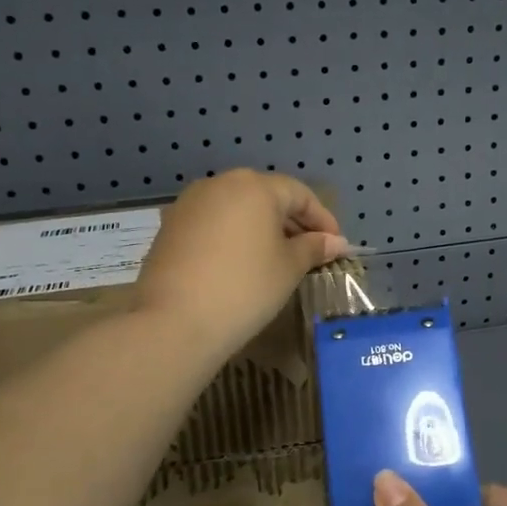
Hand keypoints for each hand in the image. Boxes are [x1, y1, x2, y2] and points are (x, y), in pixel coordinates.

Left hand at [132, 170, 349, 358]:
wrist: (175, 321)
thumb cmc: (246, 288)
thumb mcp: (289, 268)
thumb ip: (313, 248)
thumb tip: (335, 242)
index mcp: (254, 186)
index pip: (299, 194)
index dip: (322, 219)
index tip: (336, 245)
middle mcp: (220, 184)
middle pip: (266, 196)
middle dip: (291, 222)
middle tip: (309, 252)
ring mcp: (190, 204)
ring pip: (237, 209)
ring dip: (261, 229)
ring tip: (276, 259)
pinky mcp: (170, 227)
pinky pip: (213, 223)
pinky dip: (233, 237)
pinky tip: (241, 264)